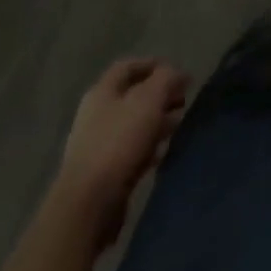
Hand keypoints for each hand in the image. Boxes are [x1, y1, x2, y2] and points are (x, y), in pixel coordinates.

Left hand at [51, 58, 189, 251]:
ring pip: (133, 124)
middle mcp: (96, 114)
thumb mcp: (149, 100)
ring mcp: (97, 145)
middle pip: (132, 96)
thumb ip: (166, 80)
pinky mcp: (102, 173)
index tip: (178, 72)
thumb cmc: (118, 142)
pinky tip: (162, 153)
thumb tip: (180, 74)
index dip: (153, 64)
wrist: (88, 205)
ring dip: (156, 121)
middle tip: (183, 100)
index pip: (128, 66)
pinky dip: (147, 147)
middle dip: (159, 95)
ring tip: (178, 125)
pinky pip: (130, 151)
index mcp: (102, 91)